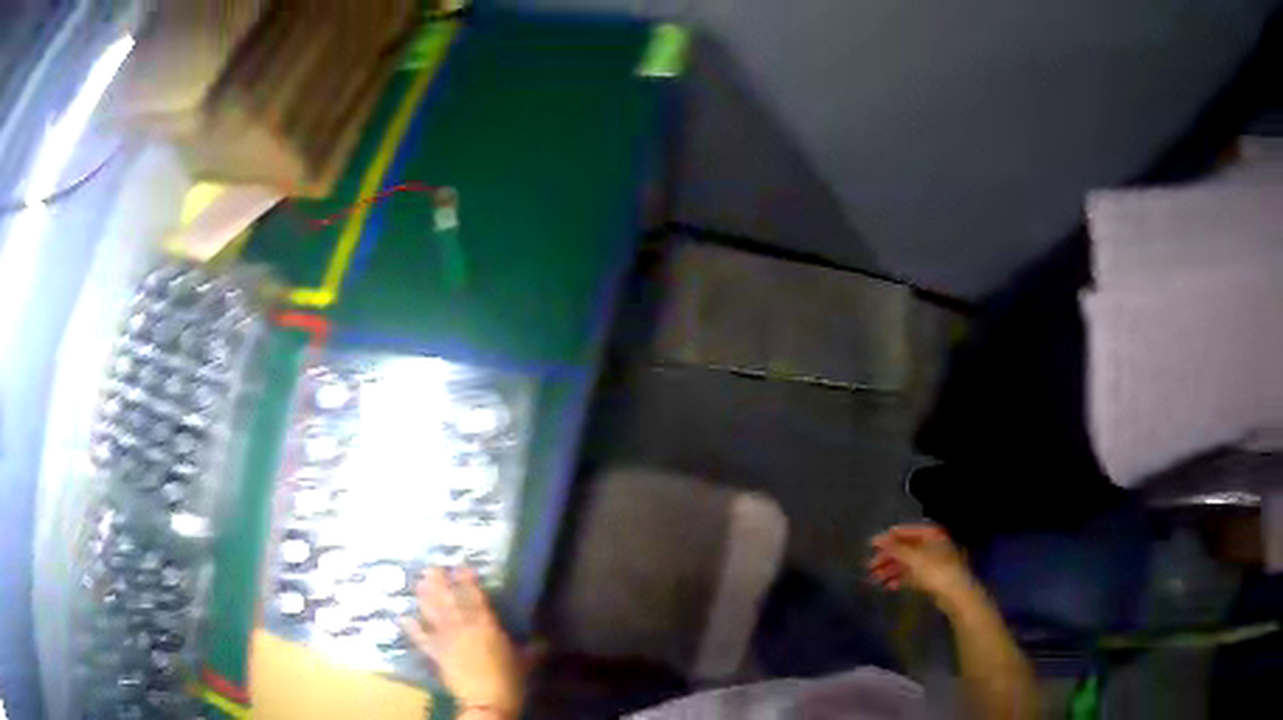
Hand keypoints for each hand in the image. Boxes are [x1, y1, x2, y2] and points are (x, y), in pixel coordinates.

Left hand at [400, 568, 523, 715]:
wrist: (487, 702)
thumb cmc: (509, 680)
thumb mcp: (526, 662)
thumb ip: (532, 649)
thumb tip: (544, 641)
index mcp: (486, 626)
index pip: (475, 597)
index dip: (467, 580)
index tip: (460, 565)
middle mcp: (463, 627)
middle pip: (449, 600)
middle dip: (440, 582)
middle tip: (432, 566)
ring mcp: (447, 640)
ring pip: (433, 613)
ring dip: (425, 597)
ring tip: (419, 582)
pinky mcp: (436, 654)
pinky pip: (421, 638)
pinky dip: (411, 627)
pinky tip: (402, 616)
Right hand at [868, 523, 975, 605]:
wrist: (956, 594)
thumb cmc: (936, 571)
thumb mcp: (914, 558)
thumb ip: (895, 548)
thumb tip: (878, 539)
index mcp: (931, 534)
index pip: (906, 532)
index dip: (888, 538)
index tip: (870, 545)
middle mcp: (932, 545)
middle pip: (905, 548)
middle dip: (887, 557)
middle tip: (869, 566)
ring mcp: (932, 561)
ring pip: (907, 563)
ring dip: (890, 570)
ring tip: (875, 579)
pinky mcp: (931, 577)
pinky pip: (912, 574)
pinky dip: (900, 579)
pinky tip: (888, 586)